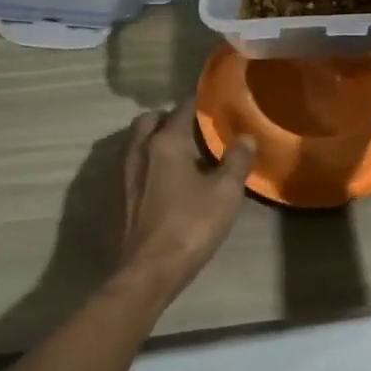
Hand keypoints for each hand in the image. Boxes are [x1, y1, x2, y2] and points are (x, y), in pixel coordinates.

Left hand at [116, 100, 255, 300]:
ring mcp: (127, 172)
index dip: (199, 102)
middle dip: (171, 117)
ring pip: (140, 140)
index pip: (182, 109)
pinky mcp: (124, 194)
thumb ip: (237, 161)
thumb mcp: (225, 193)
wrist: (150, 270)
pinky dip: (151, 158)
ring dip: (158, 137)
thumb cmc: (191, 226)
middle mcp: (141, 149)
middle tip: (196, 127)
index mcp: (166, 142)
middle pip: (152, 119)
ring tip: (185, 150)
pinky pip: (137, 162)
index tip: (215, 100)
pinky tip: (170, 176)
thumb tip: (246, 137)